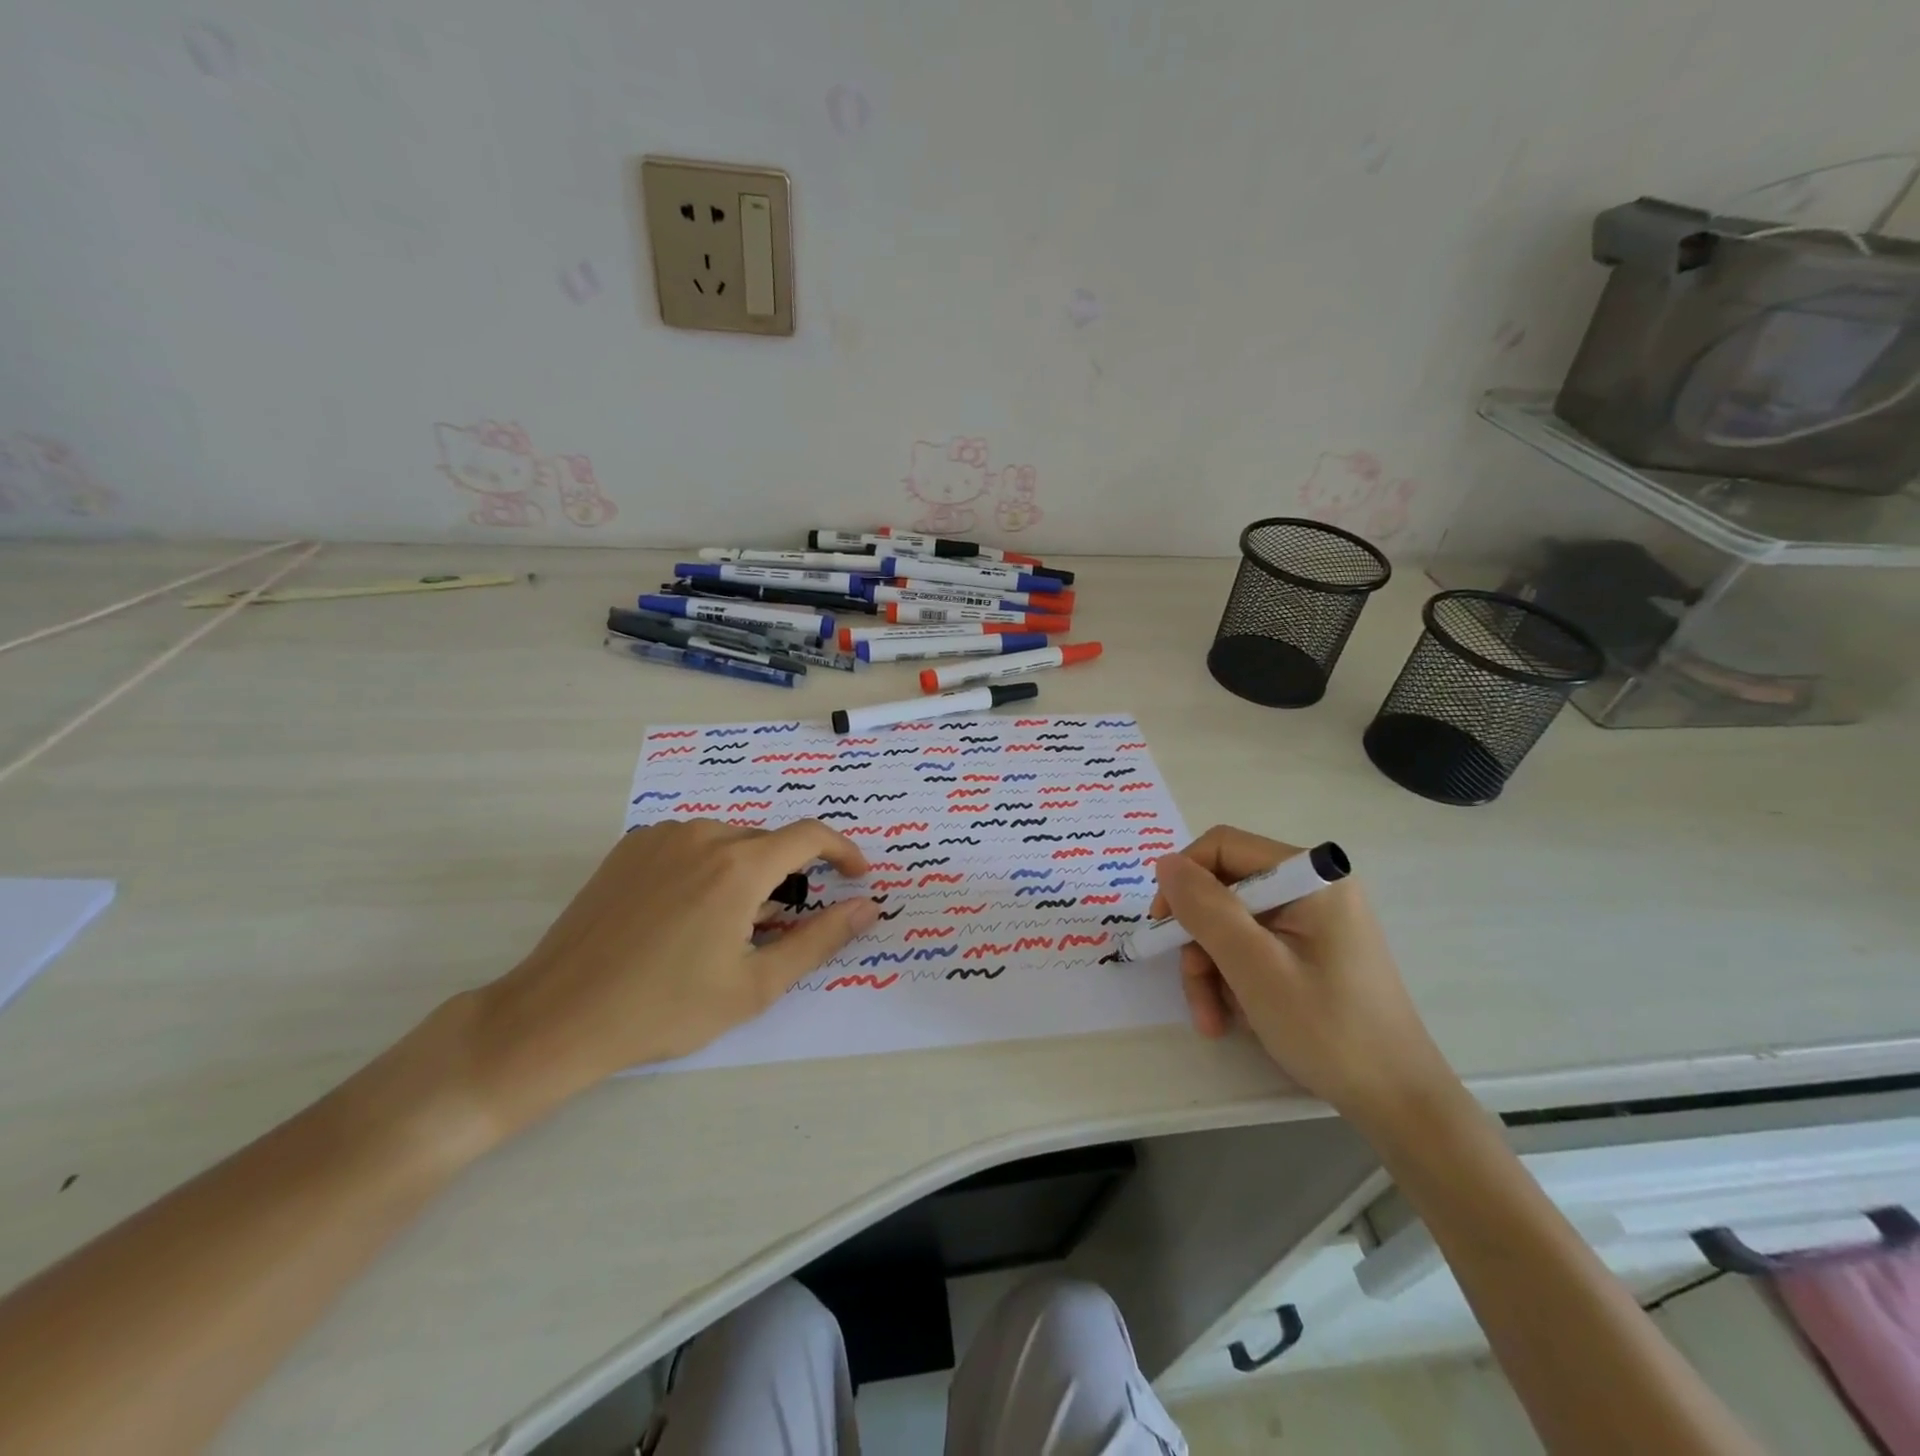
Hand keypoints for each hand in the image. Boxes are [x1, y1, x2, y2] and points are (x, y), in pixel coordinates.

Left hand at [467, 819, 878, 1130]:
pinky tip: (687, 913)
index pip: (810, 836)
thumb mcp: (755, 984)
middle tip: (779, 926)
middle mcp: (703, 835)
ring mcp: (660, 836)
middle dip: (789, 876)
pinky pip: (690, 844)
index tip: (855, 876)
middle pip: (768, 842)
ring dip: (746, 872)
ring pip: (729, 842)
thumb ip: (820, 939)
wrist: (558, 1016)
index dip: (843, 851)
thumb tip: (869, 906)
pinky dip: (707, 867)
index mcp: (738, 865)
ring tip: (729, 926)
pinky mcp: (630, 846)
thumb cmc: (665, 1008)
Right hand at [1151, 826, 1458, 1128]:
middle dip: (1200, 942)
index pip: (1223, 847)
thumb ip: (1206, 909)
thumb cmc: (1328, 1031)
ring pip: (1233, 924)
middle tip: (1195, 994)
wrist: (1400, 1103)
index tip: (1162, 928)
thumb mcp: (1255, 967)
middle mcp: (1314, 887)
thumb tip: (1165, 863)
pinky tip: (1237, 1017)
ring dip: (1212, 970)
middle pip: (1225, 891)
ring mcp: (1315, 920)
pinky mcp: (1314, 949)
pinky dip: (1236, 979)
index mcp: (1311, 877)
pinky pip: (1254, 946)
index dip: (1184, 881)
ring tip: (1214, 1021)